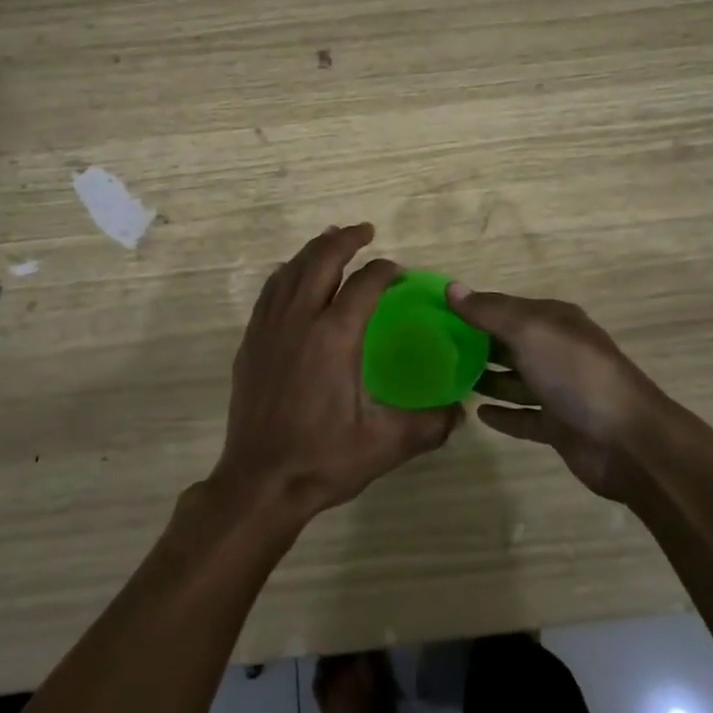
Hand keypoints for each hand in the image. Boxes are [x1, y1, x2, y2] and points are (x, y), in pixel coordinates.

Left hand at [211, 225, 461, 521]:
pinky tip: (292, 275)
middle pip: (321, 260)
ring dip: (314, 250)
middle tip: (365, 231)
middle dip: (345, 239)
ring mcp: (270, 328)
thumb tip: (461, 412)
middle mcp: (300, 320)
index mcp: (335, 336)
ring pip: (291, 270)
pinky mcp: (251, 342)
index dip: (385, 271)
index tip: (399, 271)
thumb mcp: (385, 444)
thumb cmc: (323, 459)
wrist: (260, 482)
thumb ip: (429, 424)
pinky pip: (270, 292)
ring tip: (331, 239)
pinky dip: (287, 273)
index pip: (365, 284)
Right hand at [448, 284, 670, 503]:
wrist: (628, 441)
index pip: (505, 307)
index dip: (473, 309)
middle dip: (476, 344)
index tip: (435, 315)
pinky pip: (524, 416)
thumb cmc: (576, 374)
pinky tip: (477, 414)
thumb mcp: (529, 331)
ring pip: (515, 380)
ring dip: (487, 379)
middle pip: (509, 343)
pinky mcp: (559, 426)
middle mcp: (557, 350)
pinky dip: (503, 414)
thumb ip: (489, 312)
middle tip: (434, 351)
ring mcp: (560, 390)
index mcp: (554, 321)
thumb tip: (451, 288)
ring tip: (448, 380)